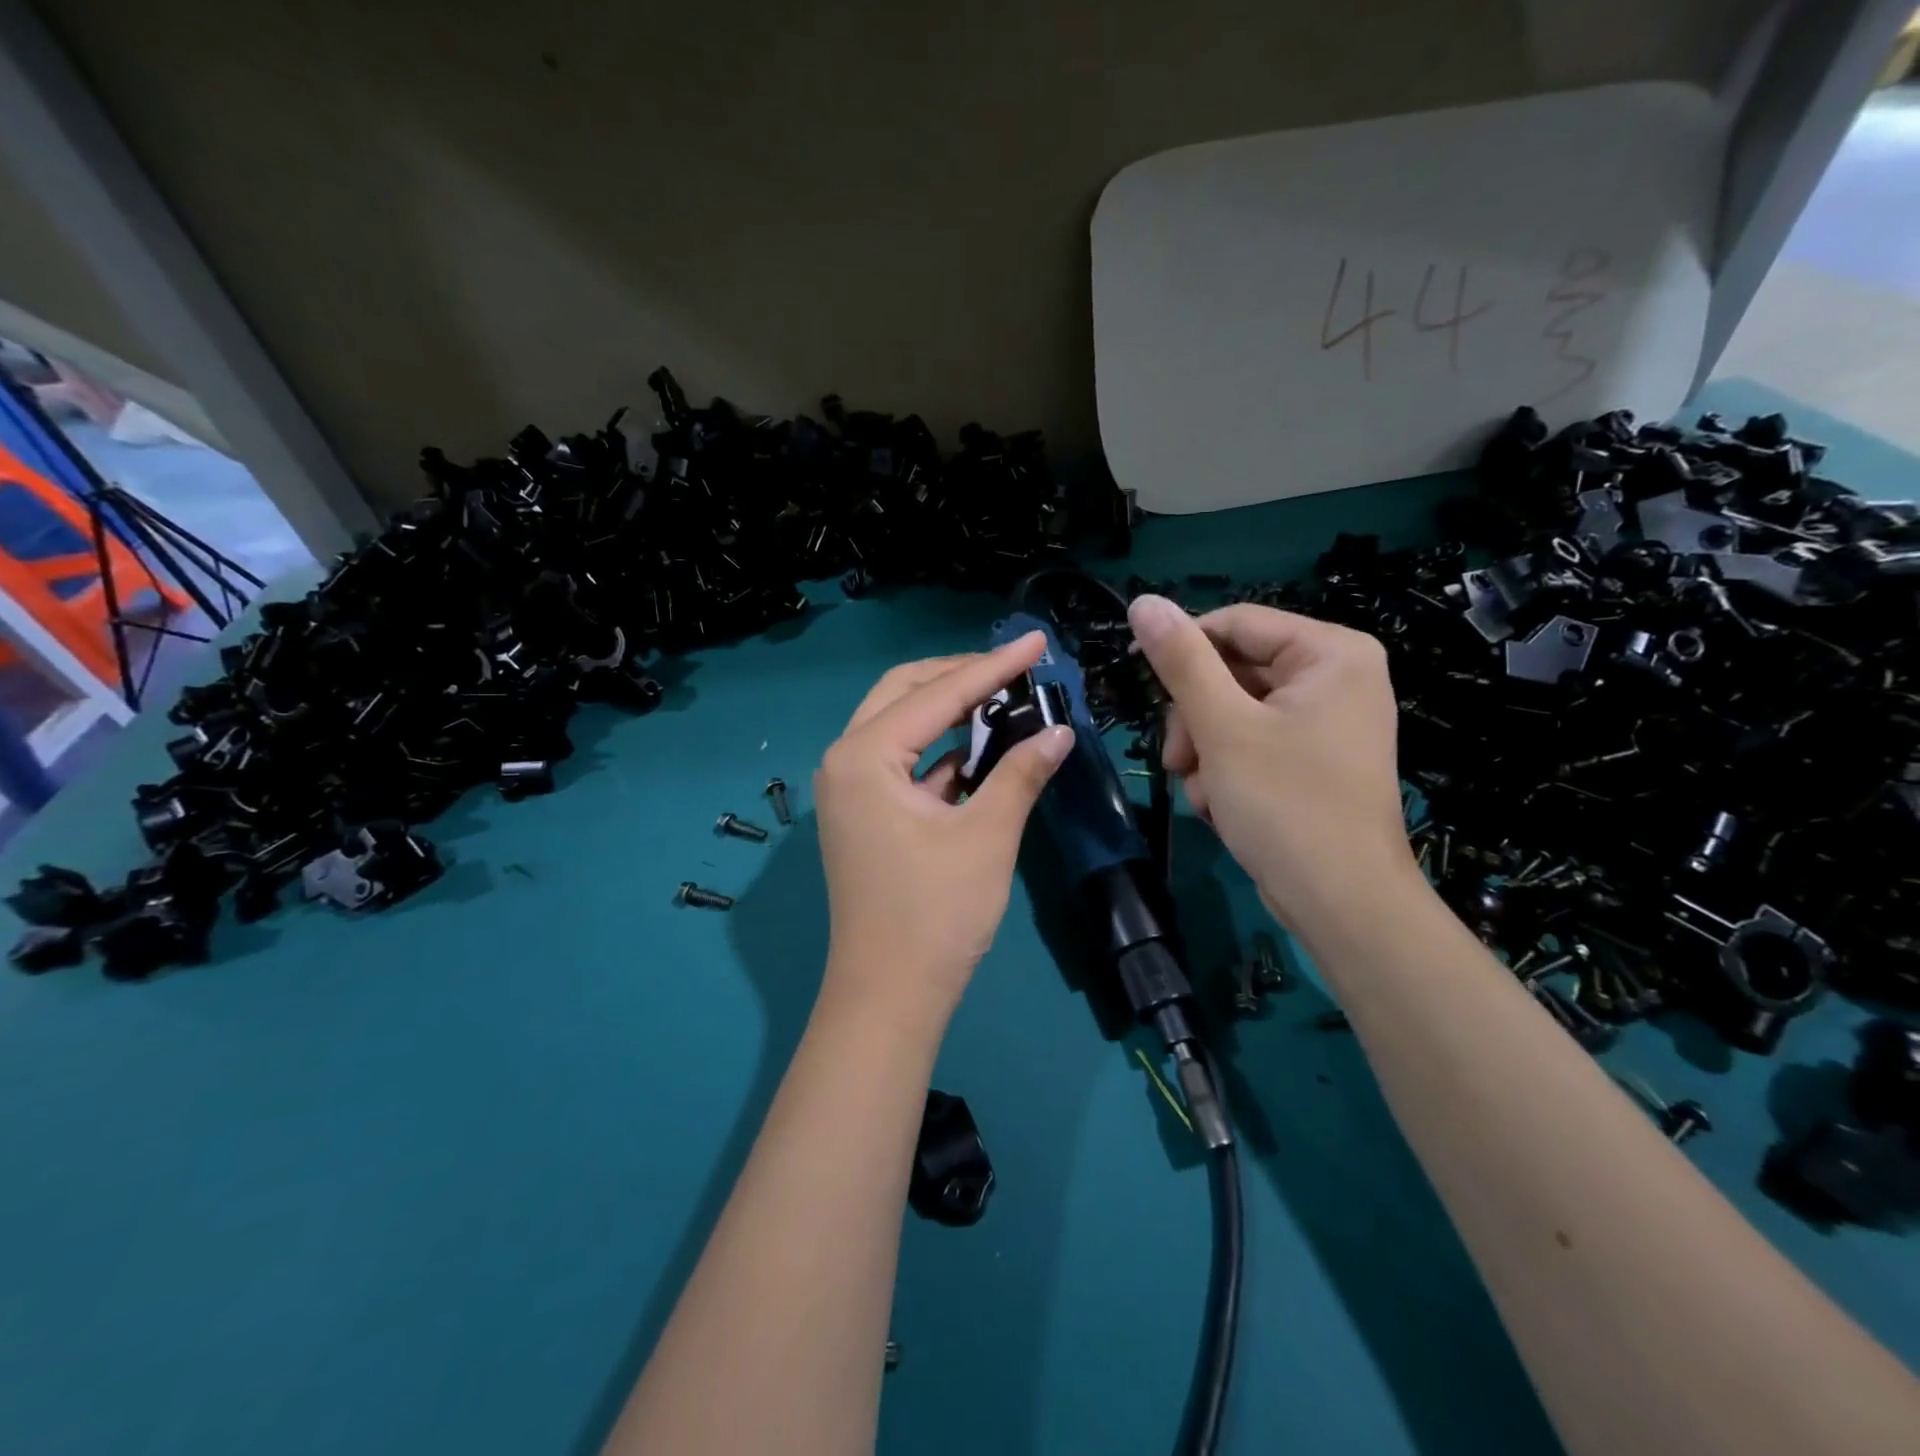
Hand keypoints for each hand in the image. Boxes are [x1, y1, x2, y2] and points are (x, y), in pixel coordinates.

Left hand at [814, 634, 1072, 1030]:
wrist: (889, 995)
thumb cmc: (935, 913)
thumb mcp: (986, 836)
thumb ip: (1020, 773)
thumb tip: (1058, 730)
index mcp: (864, 756)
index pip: (936, 694)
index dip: (992, 667)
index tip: (1036, 642)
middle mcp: (845, 760)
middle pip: (904, 693)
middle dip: (959, 676)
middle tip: (1015, 668)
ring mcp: (849, 788)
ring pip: (900, 724)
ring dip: (948, 709)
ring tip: (1004, 696)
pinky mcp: (863, 812)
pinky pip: (901, 760)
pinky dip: (939, 749)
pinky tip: (979, 747)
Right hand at [1128, 595, 1416, 938]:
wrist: (1341, 903)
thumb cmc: (1286, 804)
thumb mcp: (1222, 727)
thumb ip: (1181, 660)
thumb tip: (1142, 602)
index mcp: (1330, 653)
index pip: (1235, 623)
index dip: (1181, 648)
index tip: (1136, 679)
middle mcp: (1336, 678)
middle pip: (1233, 671)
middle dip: (1196, 719)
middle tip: (1178, 760)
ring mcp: (1326, 721)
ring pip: (1233, 711)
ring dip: (1205, 751)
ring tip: (1204, 793)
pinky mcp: (1313, 759)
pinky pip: (1252, 742)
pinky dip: (1227, 770)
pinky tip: (1222, 805)